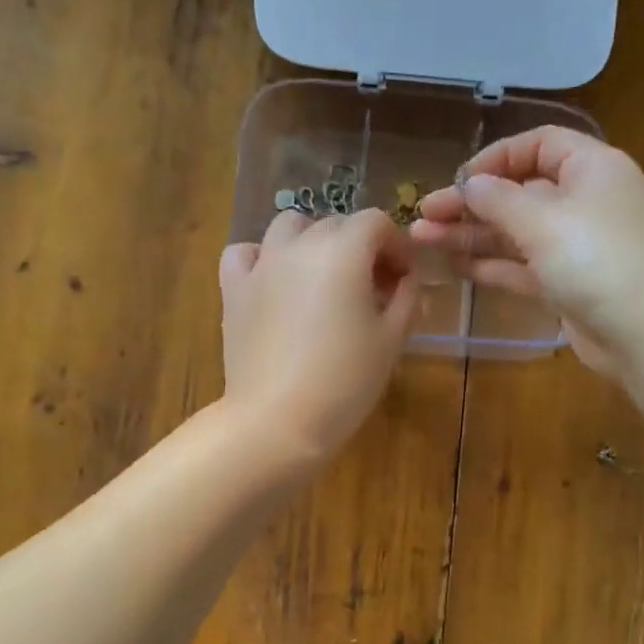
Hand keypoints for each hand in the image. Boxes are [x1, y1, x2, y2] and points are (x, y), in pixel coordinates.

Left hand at [219, 209, 418, 462]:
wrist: (277, 420)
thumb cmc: (345, 382)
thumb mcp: (391, 341)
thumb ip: (407, 299)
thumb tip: (408, 280)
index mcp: (343, 251)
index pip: (376, 223)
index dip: (396, 245)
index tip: (403, 279)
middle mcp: (299, 245)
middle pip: (335, 224)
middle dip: (360, 247)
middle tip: (372, 290)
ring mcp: (262, 265)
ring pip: (289, 227)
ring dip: (312, 242)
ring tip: (323, 279)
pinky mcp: (234, 289)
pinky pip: (245, 253)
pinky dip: (263, 258)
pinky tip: (274, 282)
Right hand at [410, 126, 643, 376]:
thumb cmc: (600, 262)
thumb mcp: (545, 221)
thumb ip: (500, 200)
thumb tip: (470, 184)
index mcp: (591, 169)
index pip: (539, 145)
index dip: (496, 158)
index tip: (459, 180)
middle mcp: (584, 202)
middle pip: (520, 192)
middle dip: (471, 203)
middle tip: (424, 215)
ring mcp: (575, 247)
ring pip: (515, 233)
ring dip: (471, 235)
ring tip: (423, 239)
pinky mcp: (567, 285)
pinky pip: (522, 267)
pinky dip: (491, 265)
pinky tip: (454, 266)